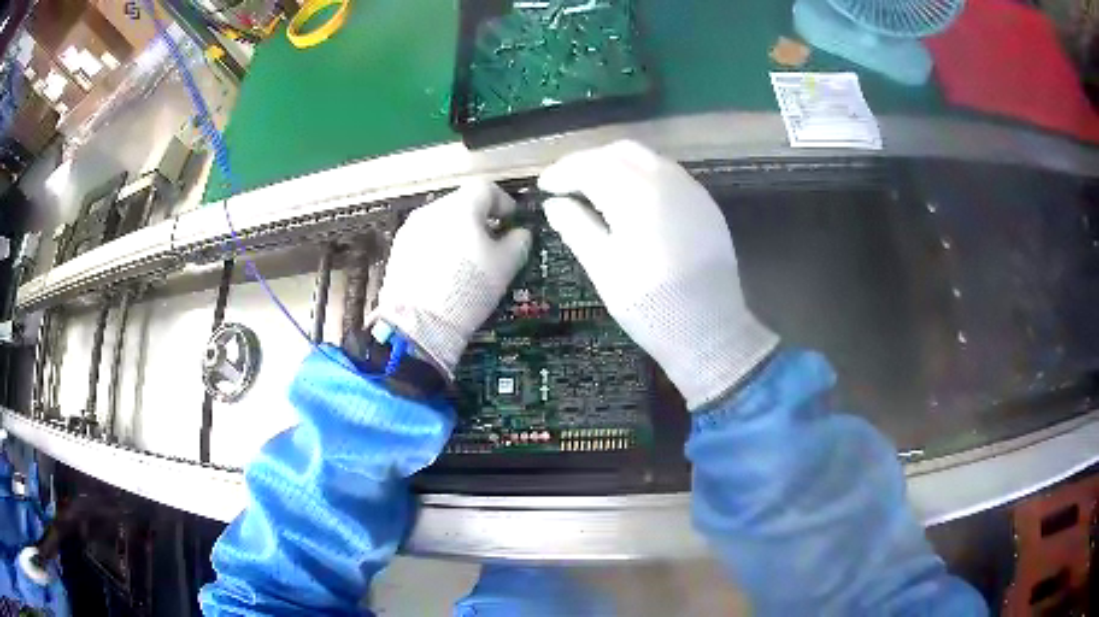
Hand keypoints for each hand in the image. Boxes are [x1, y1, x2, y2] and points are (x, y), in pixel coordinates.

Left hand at [372, 181, 531, 377]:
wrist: (418, 323)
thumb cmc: (467, 290)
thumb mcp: (506, 266)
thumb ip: (519, 242)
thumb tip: (520, 234)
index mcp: (461, 207)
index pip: (487, 189)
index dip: (504, 203)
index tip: (511, 220)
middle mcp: (432, 210)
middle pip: (462, 203)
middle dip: (480, 218)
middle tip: (492, 241)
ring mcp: (411, 229)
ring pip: (442, 220)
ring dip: (458, 232)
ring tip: (468, 259)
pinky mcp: (399, 249)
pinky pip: (425, 238)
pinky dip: (439, 246)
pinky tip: (445, 271)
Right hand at [538, 141, 777, 409]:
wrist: (709, 329)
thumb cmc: (649, 304)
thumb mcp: (603, 268)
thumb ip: (576, 227)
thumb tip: (554, 204)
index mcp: (637, 194)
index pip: (591, 166)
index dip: (563, 172)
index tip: (544, 186)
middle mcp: (667, 180)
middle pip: (620, 152)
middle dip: (589, 161)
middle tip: (567, 182)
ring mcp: (691, 190)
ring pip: (647, 159)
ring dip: (616, 164)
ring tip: (595, 187)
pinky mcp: (705, 204)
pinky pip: (668, 174)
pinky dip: (642, 175)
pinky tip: (632, 198)